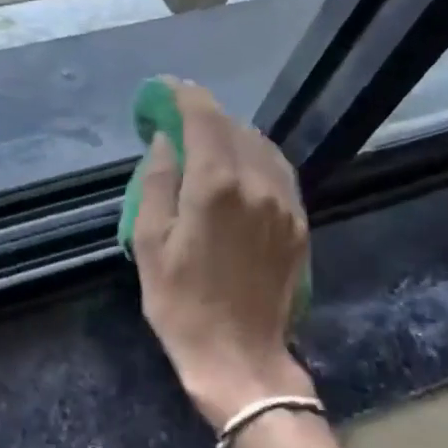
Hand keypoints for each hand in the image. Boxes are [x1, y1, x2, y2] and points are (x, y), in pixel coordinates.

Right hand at [130, 82, 313, 428]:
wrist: (240, 357)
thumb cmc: (181, 304)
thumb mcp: (150, 243)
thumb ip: (157, 182)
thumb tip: (165, 141)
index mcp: (216, 185)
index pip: (203, 117)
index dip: (182, 95)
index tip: (164, 89)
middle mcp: (258, 183)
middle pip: (233, 127)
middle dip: (204, 115)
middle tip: (176, 121)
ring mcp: (285, 203)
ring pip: (261, 146)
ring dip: (232, 135)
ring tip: (205, 143)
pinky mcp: (298, 223)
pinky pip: (278, 172)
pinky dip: (255, 158)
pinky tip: (238, 169)